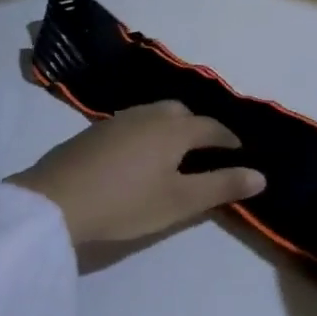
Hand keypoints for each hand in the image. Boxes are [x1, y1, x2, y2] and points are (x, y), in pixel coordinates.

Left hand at [10, 102, 266, 247]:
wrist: (55, 201)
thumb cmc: (126, 202)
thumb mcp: (180, 201)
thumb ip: (221, 186)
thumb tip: (261, 175)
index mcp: (174, 128)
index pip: (211, 127)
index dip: (229, 139)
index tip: (240, 152)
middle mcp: (148, 114)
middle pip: (182, 113)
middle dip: (199, 128)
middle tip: (206, 151)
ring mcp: (118, 120)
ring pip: (154, 114)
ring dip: (171, 128)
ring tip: (173, 153)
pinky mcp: (94, 131)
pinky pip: (133, 123)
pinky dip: (146, 133)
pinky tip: (138, 156)